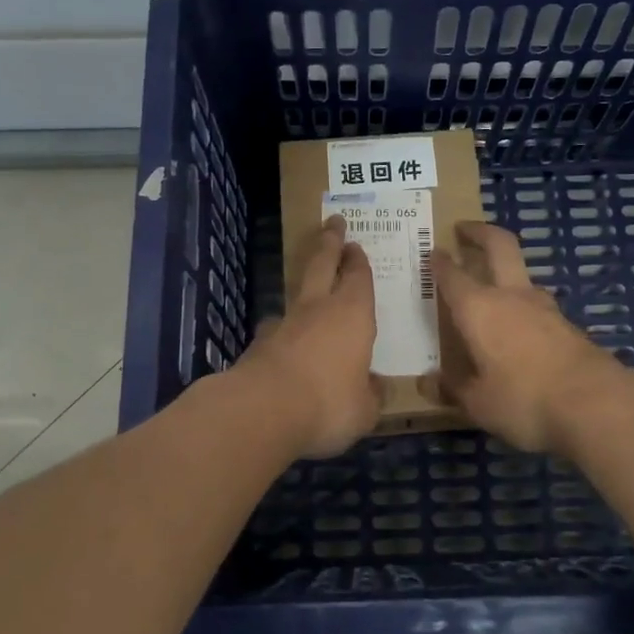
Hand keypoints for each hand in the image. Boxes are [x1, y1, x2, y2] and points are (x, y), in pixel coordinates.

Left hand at [230, 215, 382, 459]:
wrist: (262, 410)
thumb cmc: (328, 403)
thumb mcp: (364, 409)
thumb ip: (371, 395)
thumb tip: (375, 387)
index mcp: (353, 314)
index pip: (358, 277)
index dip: (358, 260)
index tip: (355, 245)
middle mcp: (318, 309)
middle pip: (323, 264)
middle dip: (330, 243)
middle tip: (333, 223)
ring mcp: (284, 323)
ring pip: (296, 294)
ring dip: (305, 286)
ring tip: (310, 290)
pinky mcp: (258, 343)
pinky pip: (277, 328)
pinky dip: (285, 330)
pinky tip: (286, 343)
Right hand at [419, 221, 633, 453]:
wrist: (597, 404)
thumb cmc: (524, 399)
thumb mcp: (478, 403)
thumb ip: (454, 388)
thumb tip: (430, 382)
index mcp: (479, 308)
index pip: (452, 275)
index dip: (439, 262)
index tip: (432, 252)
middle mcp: (511, 296)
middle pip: (499, 245)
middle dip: (480, 232)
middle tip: (464, 228)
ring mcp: (545, 308)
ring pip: (522, 276)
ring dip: (505, 272)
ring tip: (491, 288)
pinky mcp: (568, 326)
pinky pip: (538, 307)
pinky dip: (523, 307)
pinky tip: (518, 329)